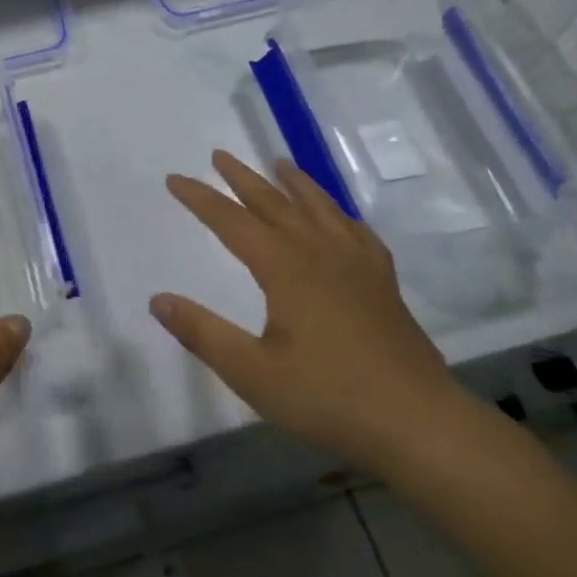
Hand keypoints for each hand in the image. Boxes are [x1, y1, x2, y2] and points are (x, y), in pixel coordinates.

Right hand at [152, 150, 469, 475]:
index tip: (174, 178)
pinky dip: (338, 213)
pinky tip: (338, 217)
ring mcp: (357, 263)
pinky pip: (356, 231)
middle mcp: (320, 252)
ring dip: (294, 182)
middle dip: (243, 178)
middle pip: (275, 203)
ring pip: (319, 208)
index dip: (200, 199)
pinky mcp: (382, 281)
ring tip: (279, 162)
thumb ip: (202, 333)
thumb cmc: (328, 397)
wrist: (418, 422)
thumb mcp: (252, 373)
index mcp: (285, 267)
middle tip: (219, 154)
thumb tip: (158, 299)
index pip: (232, 221)